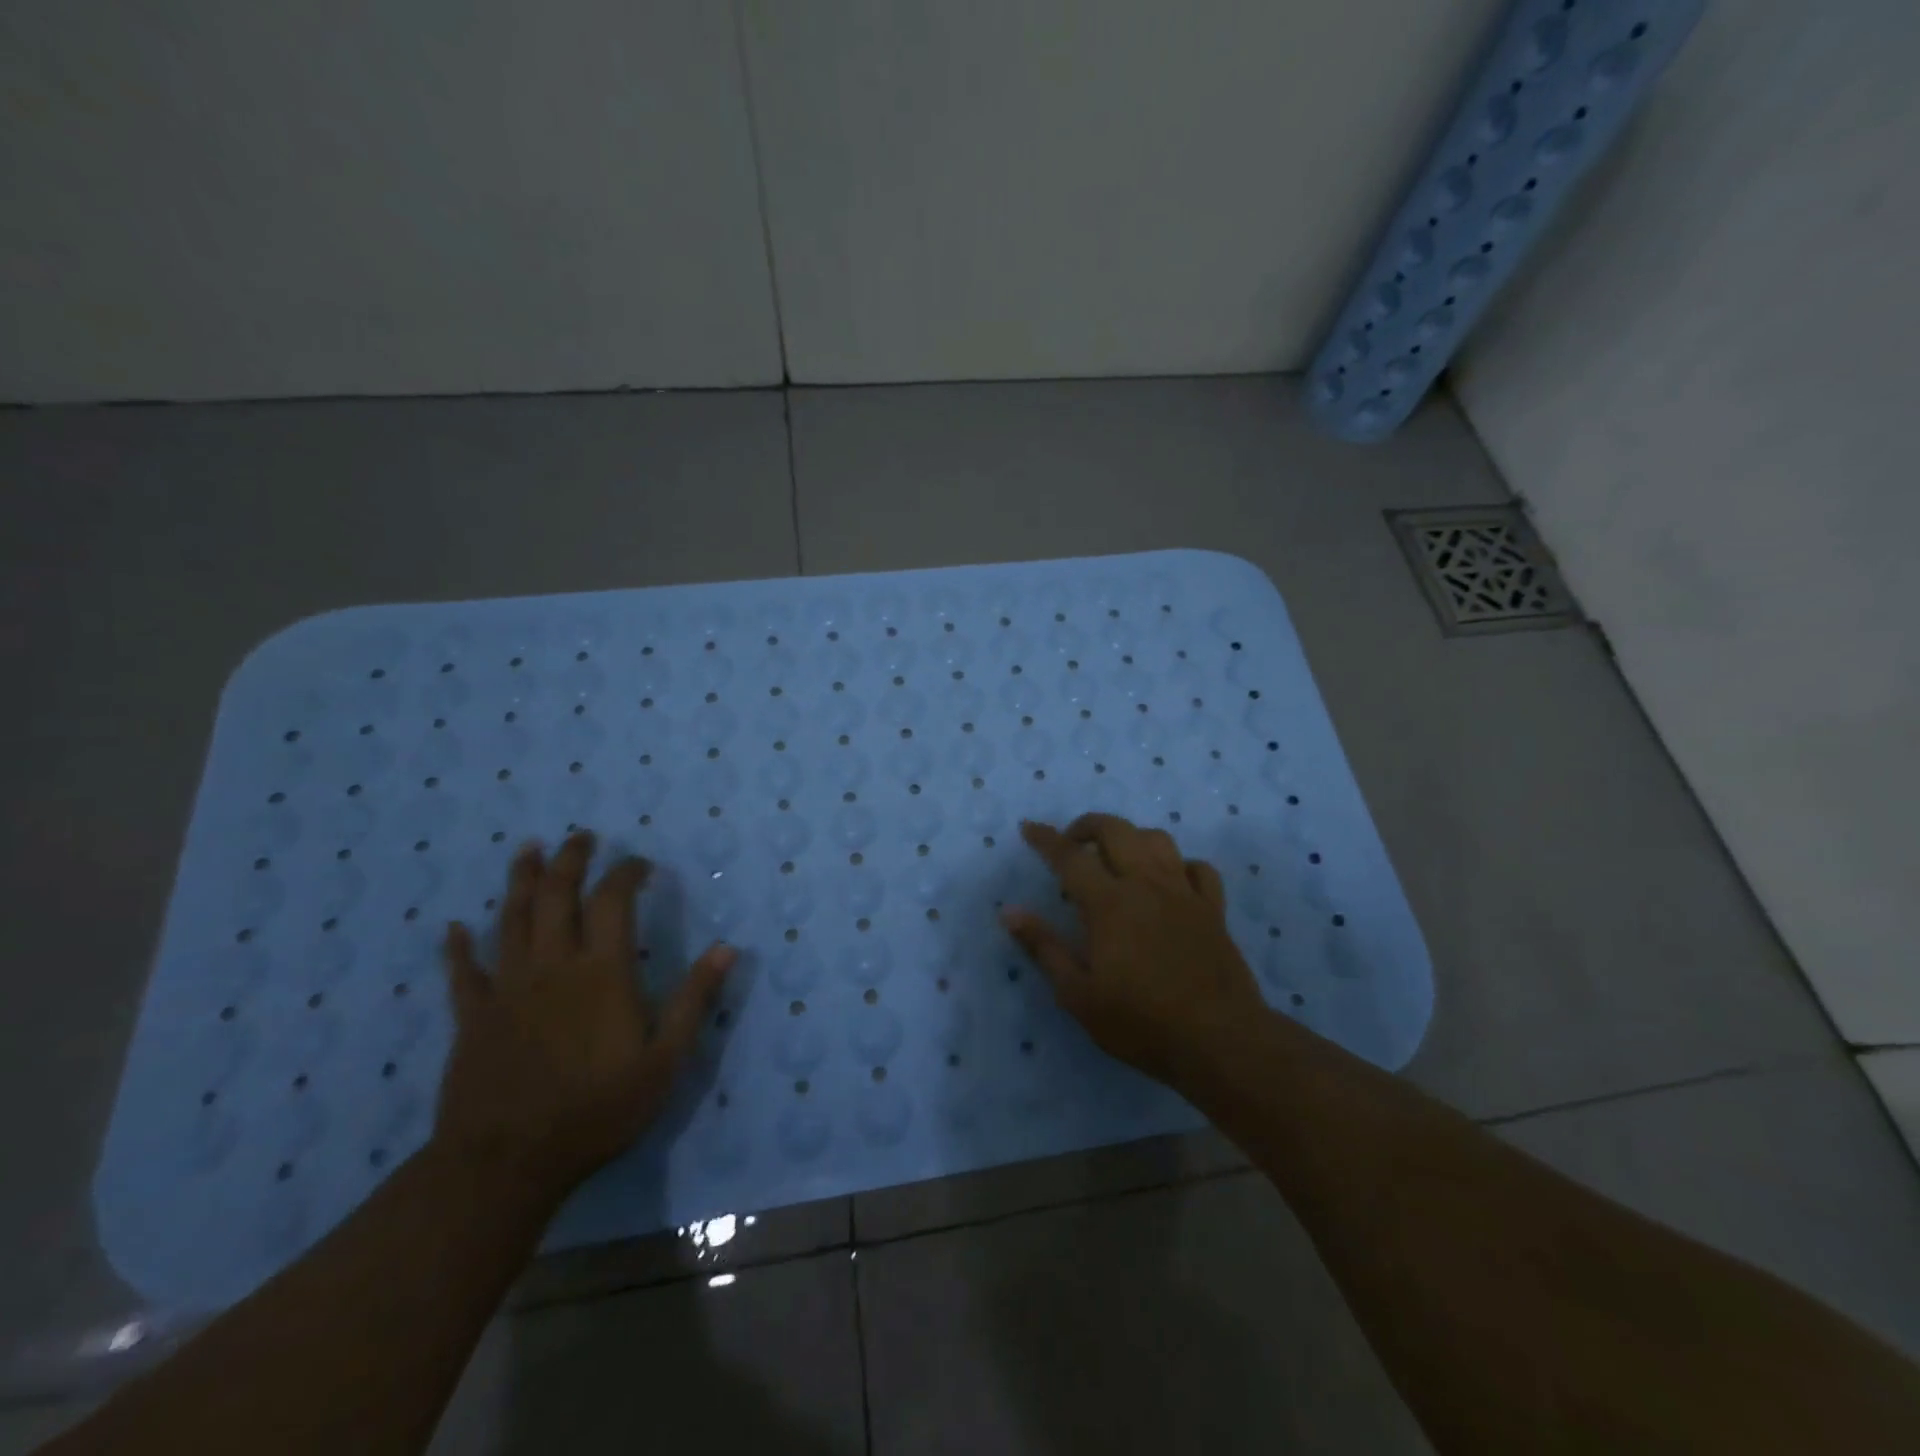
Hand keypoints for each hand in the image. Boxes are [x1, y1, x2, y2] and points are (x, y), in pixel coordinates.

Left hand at [434, 831, 734, 1200]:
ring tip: (527, 850)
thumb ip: (694, 1001)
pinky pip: (463, 973)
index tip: (639, 864)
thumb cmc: (596, 1111)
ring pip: (511, 919)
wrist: (506, 1163)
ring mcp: (507, 989)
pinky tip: (455, 928)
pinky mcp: (473, 1018)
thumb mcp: (665, 1061)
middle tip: (579, 837)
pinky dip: (459, 947)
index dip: (626, 873)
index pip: (613, 901)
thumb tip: (727, 948)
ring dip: (520, 881)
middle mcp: (553, 966)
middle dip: (569, 860)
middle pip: (556, 896)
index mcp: (602, 972)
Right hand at [1003, 813, 1265, 1085]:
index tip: (1029, 827)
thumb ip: (1044, 947)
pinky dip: (1179, 865)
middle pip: (1116, 830)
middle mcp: (1146, 885)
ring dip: (1131, 838)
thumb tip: (1009, 912)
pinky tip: (1170, 881)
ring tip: (1118, 859)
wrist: (1219, 1040)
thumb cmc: (1140, 1022)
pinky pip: (1198, 868)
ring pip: (1158, 840)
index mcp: (1109, 903)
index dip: (1045, 839)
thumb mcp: (1078, 994)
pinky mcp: (1213, 909)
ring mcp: (1184, 893)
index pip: (1069, 857)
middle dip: (1088, 826)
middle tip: (1072, 844)